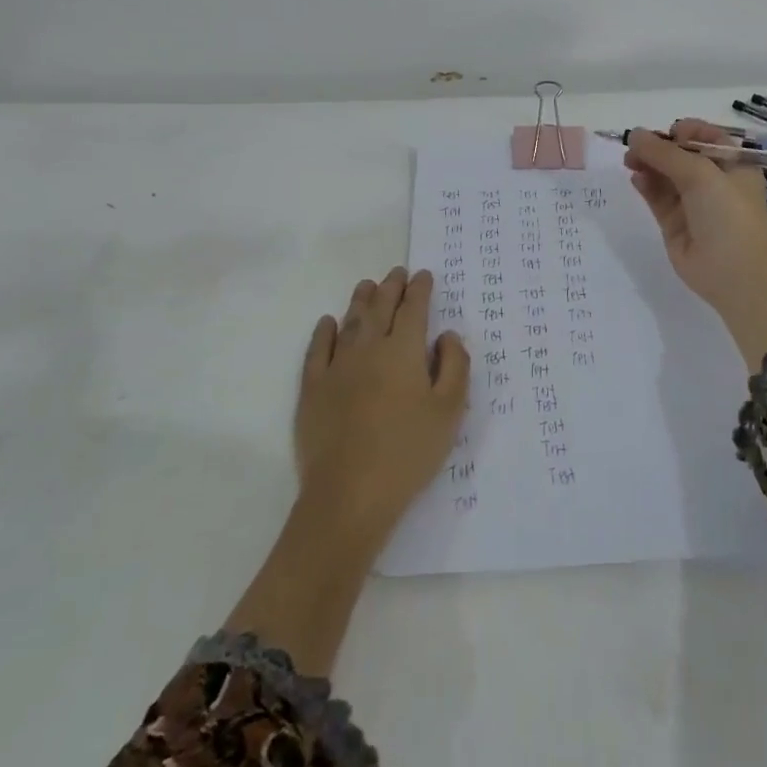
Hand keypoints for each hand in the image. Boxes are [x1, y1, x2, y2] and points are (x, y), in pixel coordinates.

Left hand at [295, 268, 469, 537]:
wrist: (349, 494)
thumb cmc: (408, 452)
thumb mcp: (449, 411)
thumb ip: (455, 366)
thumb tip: (447, 335)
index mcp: (404, 351)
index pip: (414, 309)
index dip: (420, 290)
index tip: (424, 275)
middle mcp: (369, 349)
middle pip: (380, 308)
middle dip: (391, 287)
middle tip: (397, 272)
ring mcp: (336, 367)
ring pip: (350, 322)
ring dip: (360, 300)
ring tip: (367, 285)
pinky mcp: (312, 389)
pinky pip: (317, 350)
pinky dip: (324, 332)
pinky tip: (328, 323)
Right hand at [625, 120, 766, 367]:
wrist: (735, 274)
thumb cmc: (728, 215)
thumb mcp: (701, 174)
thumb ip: (665, 152)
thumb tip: (634, 134)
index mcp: (733, 163)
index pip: (704, 136)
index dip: (683, 131)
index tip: (665, 134)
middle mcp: (713, 180)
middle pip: (680, 154)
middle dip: (658, 146)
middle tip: (634, 146)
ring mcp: (693, 203)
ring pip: (665, 175)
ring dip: (648, 163)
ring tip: (629, 160)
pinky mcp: (674, 223)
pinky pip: (657, 197)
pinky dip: (646, 184)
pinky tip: (635, 177)